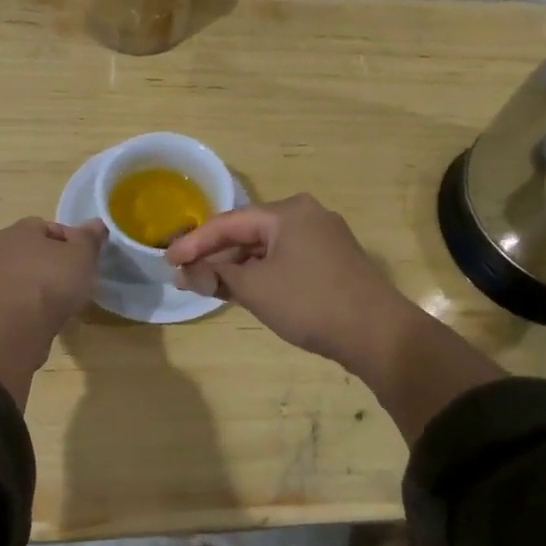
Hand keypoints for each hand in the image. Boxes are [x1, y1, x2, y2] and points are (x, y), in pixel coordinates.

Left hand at [0, 216, 107, 336]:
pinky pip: (14, 298)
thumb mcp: (82, 255)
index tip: (85, 258)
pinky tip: (42, 317)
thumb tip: (97, 223)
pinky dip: (27, 304)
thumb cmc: (51, 282)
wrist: (14, 328)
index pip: (48, 226)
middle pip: (33, 251)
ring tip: (60, 302)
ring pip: (22, 275)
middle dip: (53, 263)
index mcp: (20, 230)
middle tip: (74, 280)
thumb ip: (90, 238)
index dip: (70, 240)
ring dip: (39, 285)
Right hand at [168, 194, 505, 442]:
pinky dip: (262, 272)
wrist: (378, 333)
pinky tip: (246, 289)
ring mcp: (324, 237)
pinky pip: (286, 259)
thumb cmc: (310, 302)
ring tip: (209, 284)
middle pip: (249, 231)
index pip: (228, 223)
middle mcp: (307, 214)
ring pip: (268, 247)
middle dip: (216, 254)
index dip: (194, 242)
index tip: (168, 260)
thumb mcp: (256, 289)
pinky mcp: (334, 260)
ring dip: (238, 265)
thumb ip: (217, 276)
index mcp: (287, 212)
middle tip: (186, 273)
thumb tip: (187, 273)